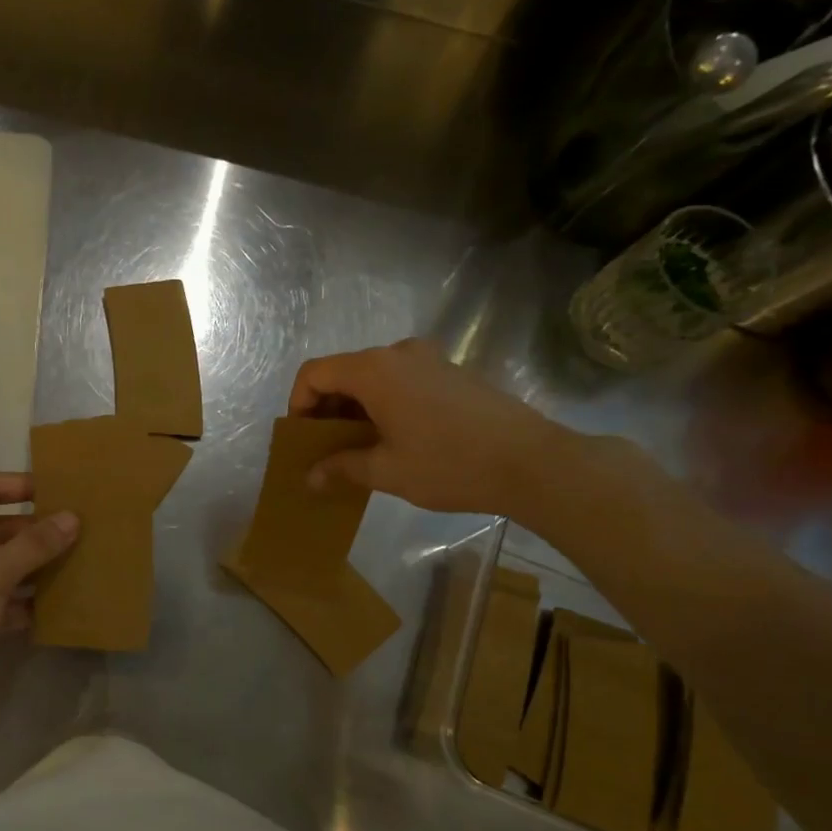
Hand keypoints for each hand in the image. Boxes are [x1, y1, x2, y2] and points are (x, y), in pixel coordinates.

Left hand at [0, 473, 77, 702]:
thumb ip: (33, 545)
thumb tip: (72, 517)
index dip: (21, 486)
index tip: (62, 489)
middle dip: (34, 531)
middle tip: (81, 530)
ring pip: (0, 564)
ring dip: (34, 565)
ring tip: (79, 560)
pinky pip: (1, 597)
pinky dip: (26, 600)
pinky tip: (60, 602)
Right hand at [289, 338, 574, 514]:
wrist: (532, 462)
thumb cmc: (449, 464)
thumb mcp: (387, 471)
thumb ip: (341, 467)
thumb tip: (310, 477)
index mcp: (375, 370)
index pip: (314, 373)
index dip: (298, 403)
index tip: (304, 439)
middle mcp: (399, 353)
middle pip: (344, 371)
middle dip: (327, 409)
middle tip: (327, 449)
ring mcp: (429, 359)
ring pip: (374, 377)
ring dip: (356, 408)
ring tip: (360, 448)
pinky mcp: (452, 372)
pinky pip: (401, 380)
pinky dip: (385, 403)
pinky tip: (397, 439)